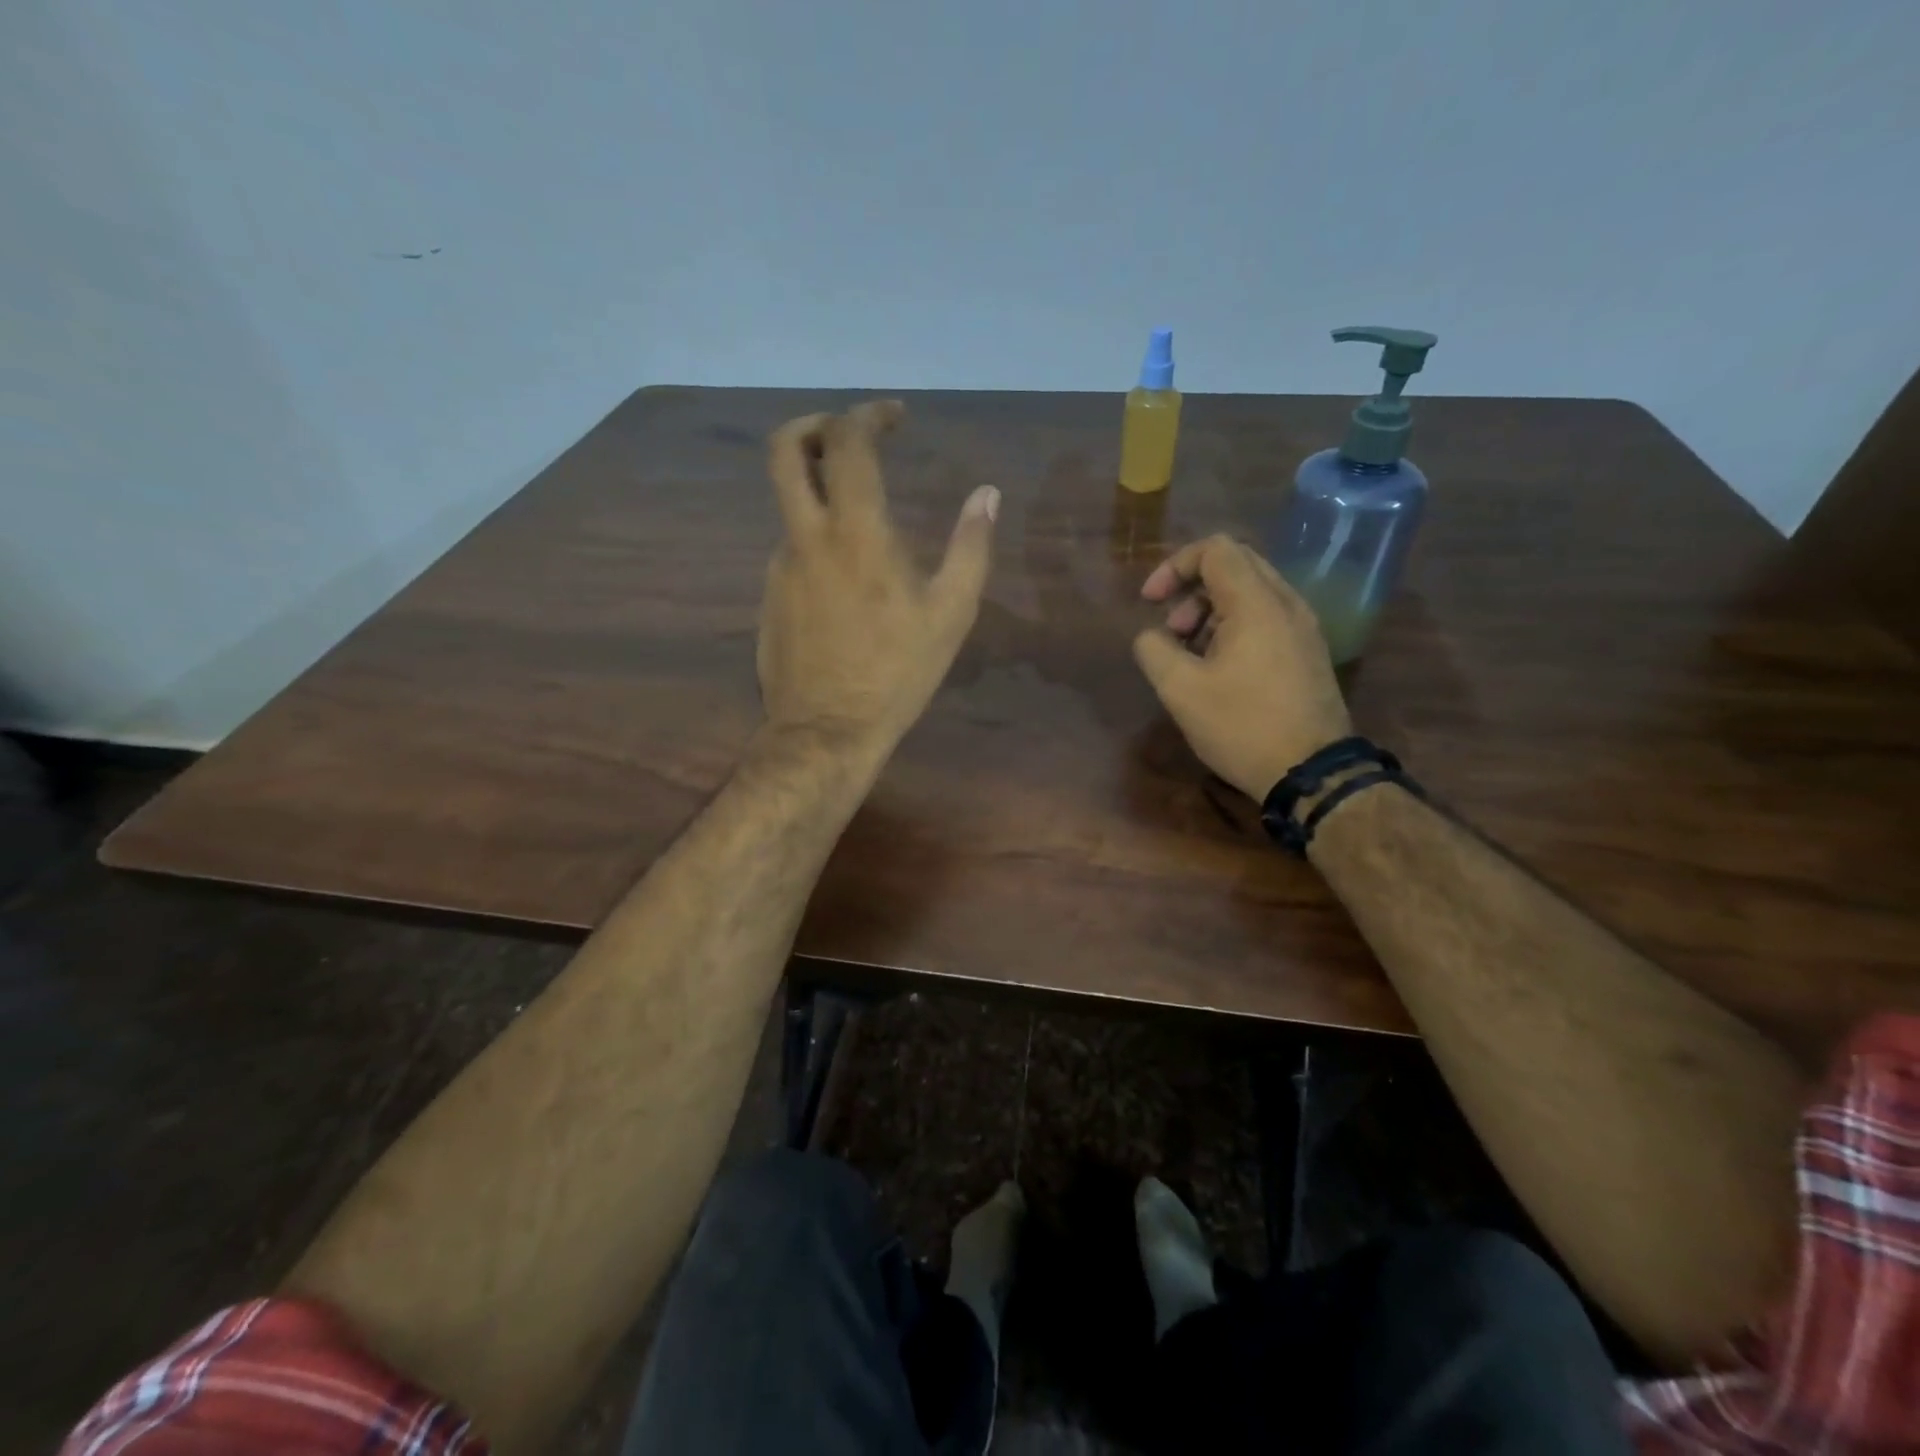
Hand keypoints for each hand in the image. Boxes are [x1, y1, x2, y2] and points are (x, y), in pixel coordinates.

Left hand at [757, 401, 998, 764]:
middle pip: (783, 450)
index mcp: (855, 532)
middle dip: (813, 424)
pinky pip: (792, 549)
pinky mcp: (769, 596)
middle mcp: (807, 536)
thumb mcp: (951, 613)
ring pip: (789, 505)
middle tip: (847, 434)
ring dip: (820, 492)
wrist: (826, 731)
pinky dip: (817, 540)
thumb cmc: (896, 672)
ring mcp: (780, 566)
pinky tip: (847, 580)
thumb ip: (971, 546)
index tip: (895, 418)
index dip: (868, 414)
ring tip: (865, 524)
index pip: (847, 442)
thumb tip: (987, 494)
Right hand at [1133, 535, 1351, 800]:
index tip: (1150, 602)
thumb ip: (1154, 650)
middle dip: (1191, 589)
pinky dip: (1234, 626)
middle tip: (1171, 630)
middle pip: (1234, 564)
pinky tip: (1218, 668)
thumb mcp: (1180, 690)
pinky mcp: (1308, 650)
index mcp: (1256, 603)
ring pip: (1250, 592)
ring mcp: (1303, 627)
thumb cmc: (1242, 727)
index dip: (1173, 566)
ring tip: (1189, 655)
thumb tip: (1151, 636)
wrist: (1312, 773)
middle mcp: (1286, 603)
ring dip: (1210, 610)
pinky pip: (1266, 617)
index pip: (1215, 549)